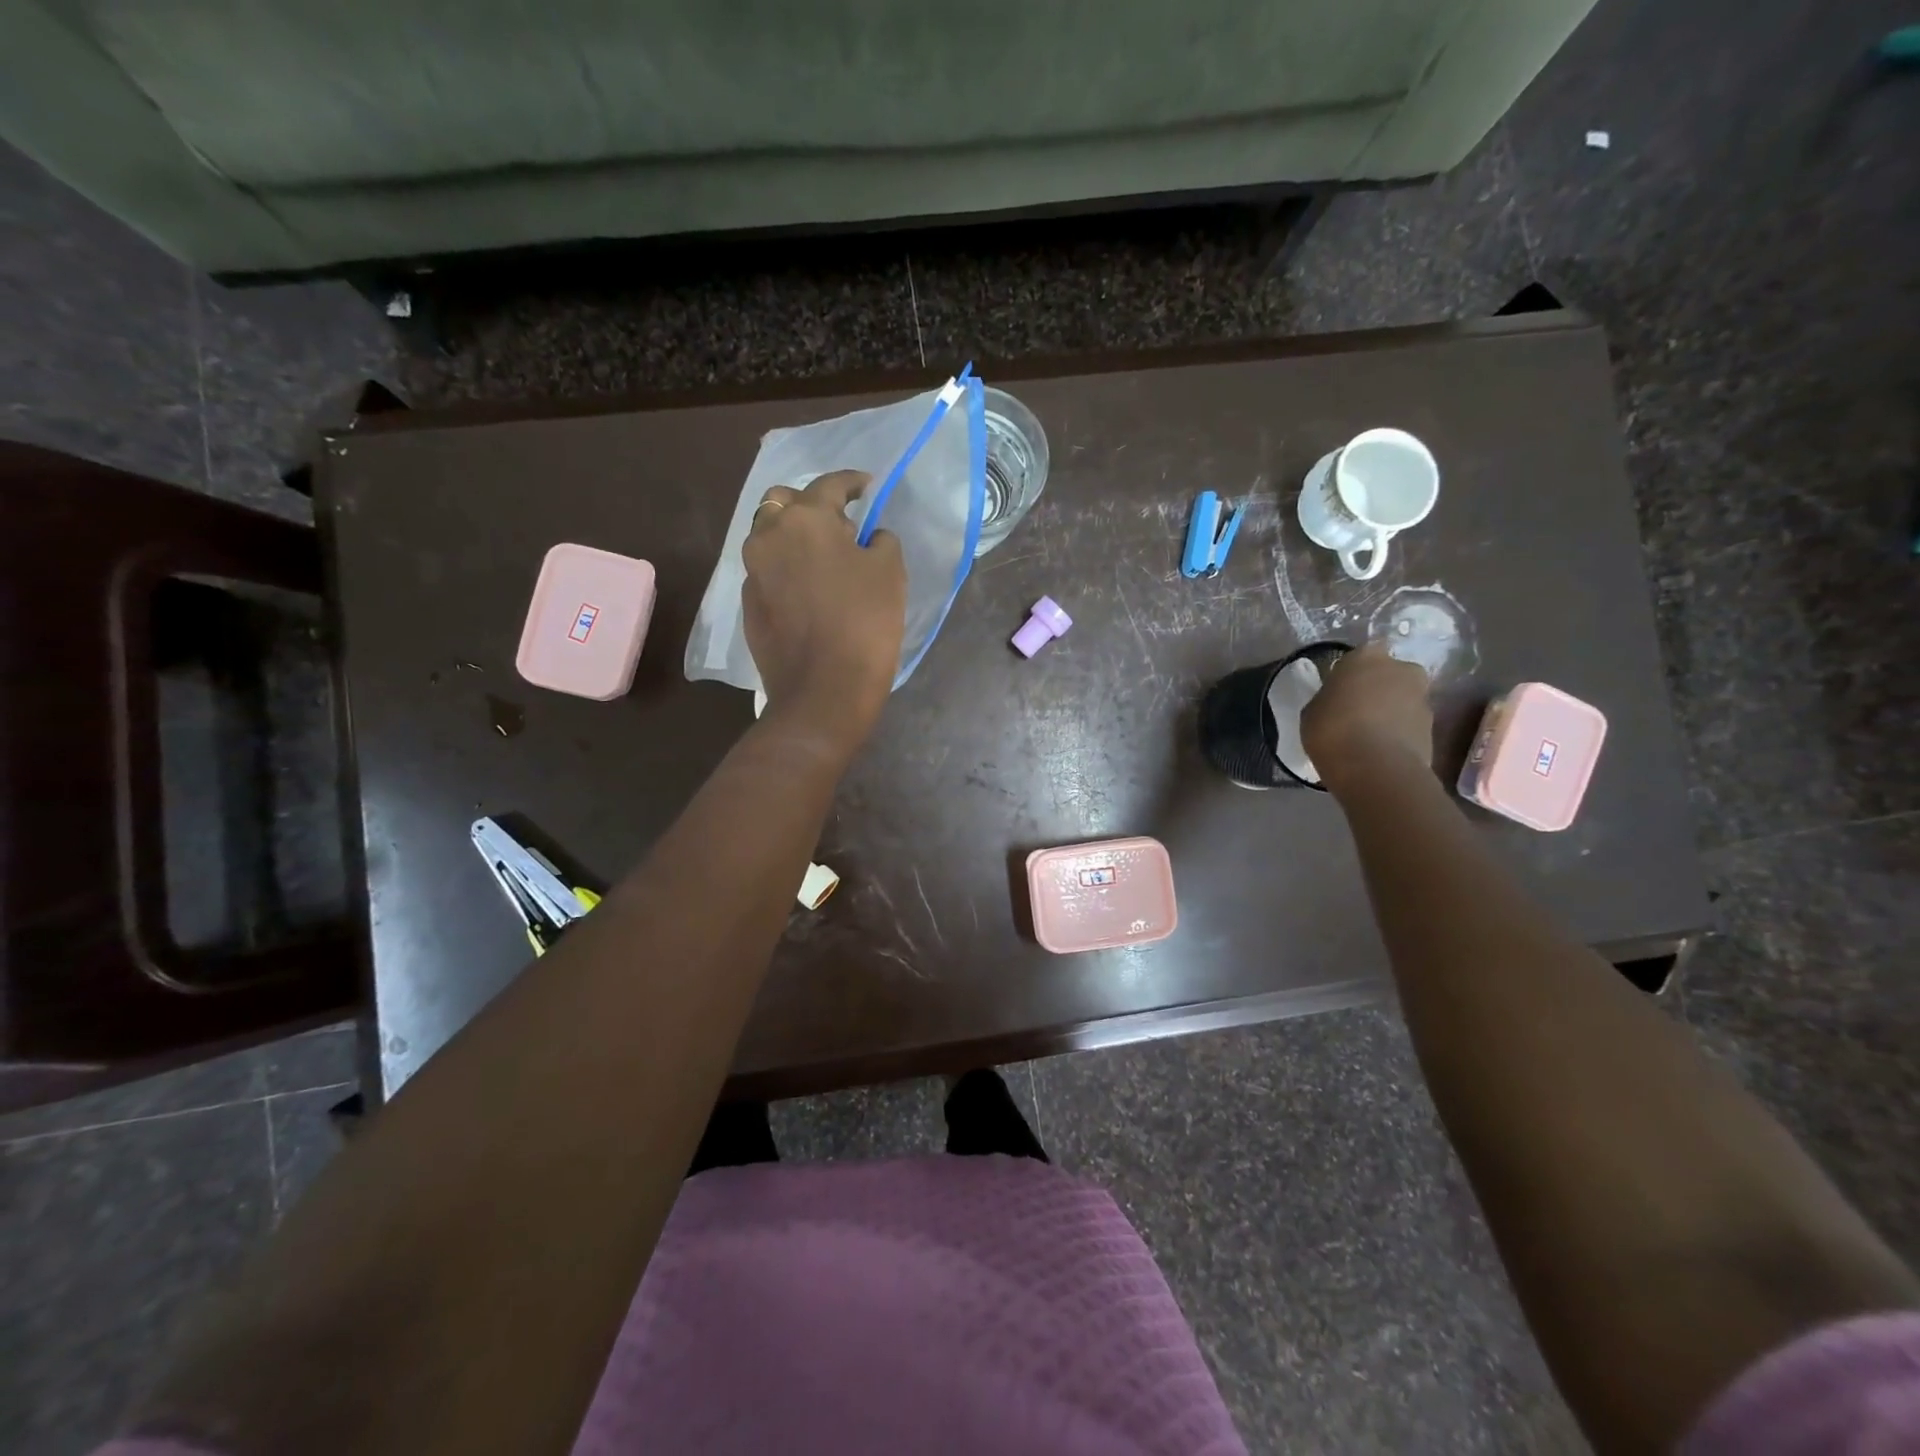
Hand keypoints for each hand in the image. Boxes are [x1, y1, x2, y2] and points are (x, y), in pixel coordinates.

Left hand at [742, 470, 905, 746]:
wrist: (822, 692)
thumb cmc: (863, 624)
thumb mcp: (890, 572)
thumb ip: (880, 541)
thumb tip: (868, 537)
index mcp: (804, 519)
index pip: (829, 484)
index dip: (853, 482)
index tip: (869, 487)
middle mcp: (768, 537)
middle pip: (783, 503)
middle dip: (811, 505)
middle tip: (841, 527)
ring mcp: (752, 573)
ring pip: (770, 537)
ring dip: (795, 537)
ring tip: (826, 560)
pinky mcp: (749, 606)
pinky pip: (768, 572)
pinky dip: (787, 570)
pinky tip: (809, 592)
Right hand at [1301, 642, 1433, 789]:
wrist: (1376, 769)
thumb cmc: (1333, 730)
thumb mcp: (1312, 711)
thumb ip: (1328, 698)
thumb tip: (1336, 701)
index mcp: (1366, 657)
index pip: (1359, 656)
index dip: (1349, 674)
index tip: (1339, 691)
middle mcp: (1401, 669)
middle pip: (1388, 674)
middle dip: (1377, 688)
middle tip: (1356, 710)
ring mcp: (1422, 697)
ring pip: (1402, 699)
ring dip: (1389, 711)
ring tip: (1368, 736)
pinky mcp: (1433, 727)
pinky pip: (1409, 724)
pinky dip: (1398, 732)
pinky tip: (1379, 750)